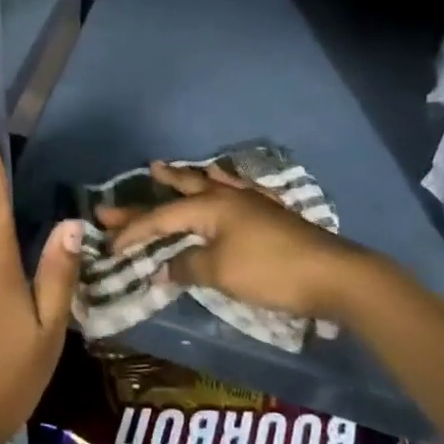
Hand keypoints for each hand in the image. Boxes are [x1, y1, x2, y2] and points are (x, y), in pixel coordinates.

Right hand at [99, 161, 362, 319]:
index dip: (134, 231)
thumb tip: (164, 267)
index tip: (110, 243)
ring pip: (212, 183)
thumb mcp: (221, 273)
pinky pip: (238, 190)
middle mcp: (228, 196)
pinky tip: (226, 184)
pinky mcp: (272, 213)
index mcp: (211, 207)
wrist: (333, 275)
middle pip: (184, 189)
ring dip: (188, 177)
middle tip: (134, 175)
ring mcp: (252, 202)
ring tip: (168, 168)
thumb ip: (188, 267)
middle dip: (157, 186)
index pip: (162, 218)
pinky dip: (223, 184)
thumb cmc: (270, 272)